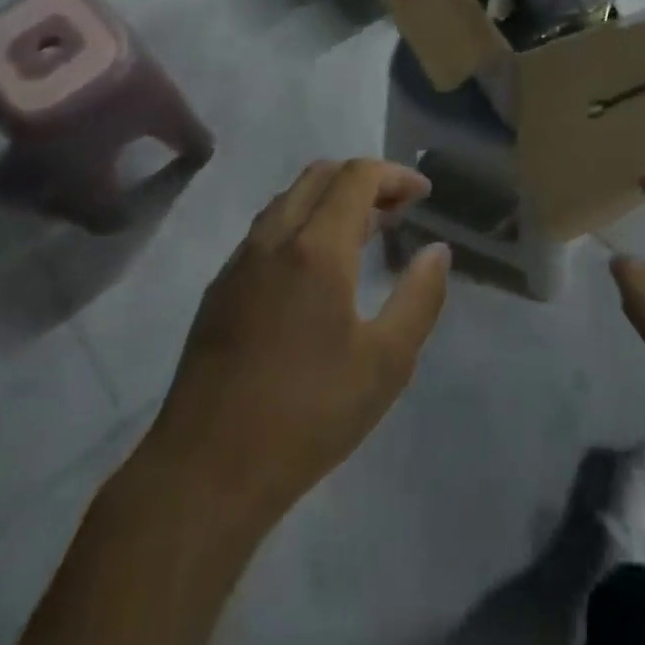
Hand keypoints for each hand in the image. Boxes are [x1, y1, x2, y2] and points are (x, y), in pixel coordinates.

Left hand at [145, 160, 450, 537]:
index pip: (356, 177)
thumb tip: (438, 250)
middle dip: (363, 179)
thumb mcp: (386, 362)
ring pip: (288, 199)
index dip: (394, 175)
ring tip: (363, 232)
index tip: (422, 195)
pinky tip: (316, 267)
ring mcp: (239, 262)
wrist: (207, 469)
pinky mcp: (219, 289)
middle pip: (319, 175)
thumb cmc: (309, 415)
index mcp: (316, 249)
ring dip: (330, 198)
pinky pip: (266, 229)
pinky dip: (301, 222)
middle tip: (397, 210)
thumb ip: (419, 297)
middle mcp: (273, 239)